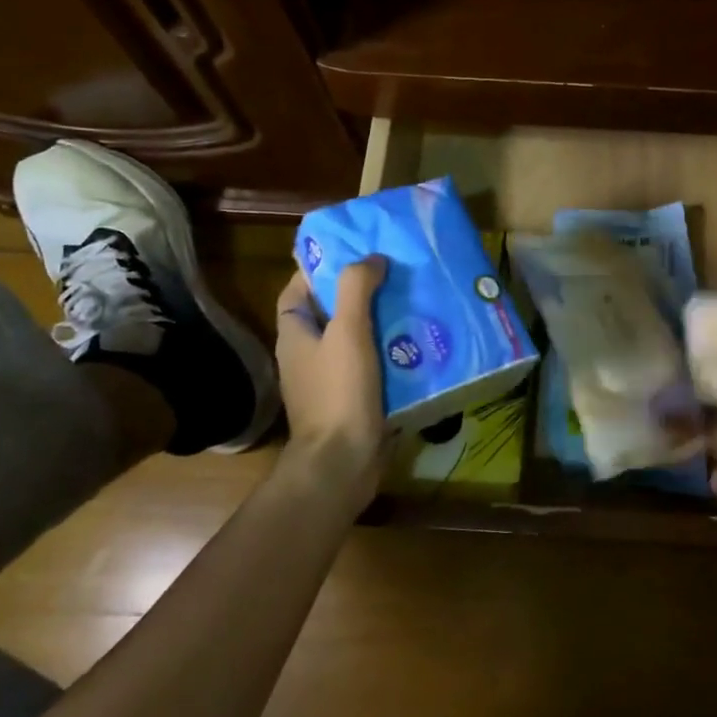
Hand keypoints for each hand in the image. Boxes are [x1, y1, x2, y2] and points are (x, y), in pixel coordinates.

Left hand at [275, 256, 390, 496]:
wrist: (343, 464)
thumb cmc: (338, 392)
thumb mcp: (347, 331)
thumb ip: (356, 288)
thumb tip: (371, 258)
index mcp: (296, 333)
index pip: (298, 288)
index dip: (320, 268)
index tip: (354, 252)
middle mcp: (309, 353)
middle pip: (332, 311)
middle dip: (361, 291)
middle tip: (395, 270)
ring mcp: (331, 378)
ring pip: (356, 338)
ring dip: (382, 320)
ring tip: (414, 298)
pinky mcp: (354, 398)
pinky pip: (373, 364)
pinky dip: (392, 351)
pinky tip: (420, 341)